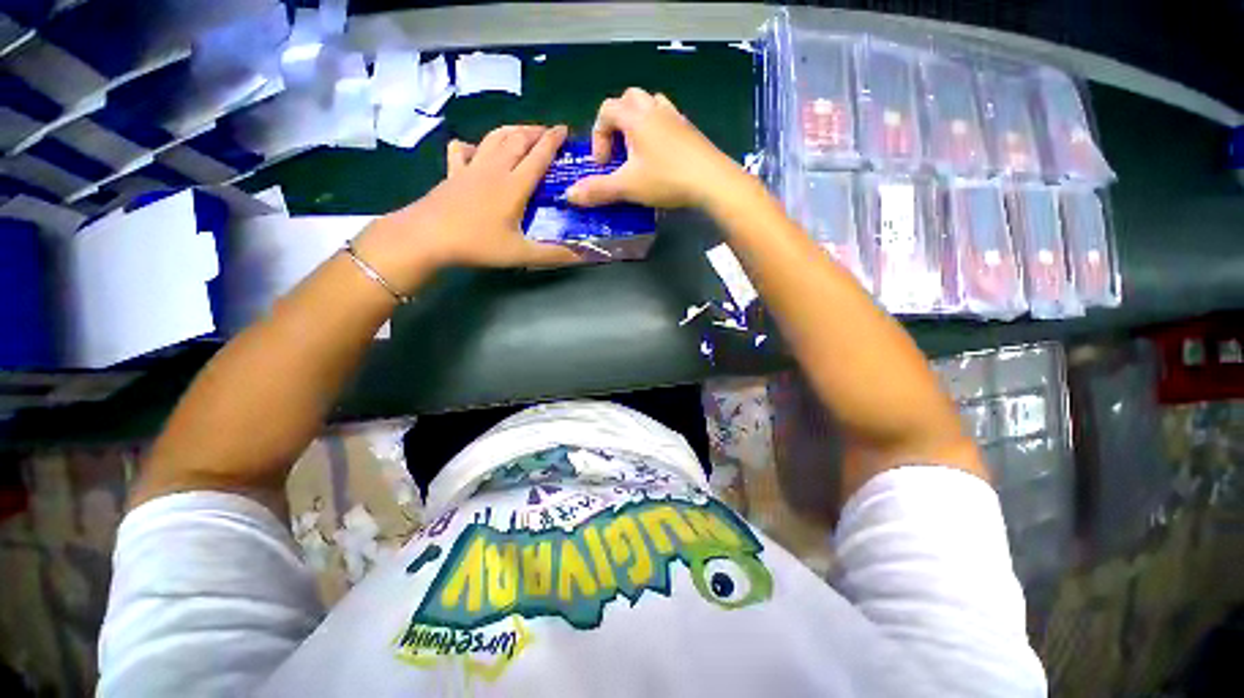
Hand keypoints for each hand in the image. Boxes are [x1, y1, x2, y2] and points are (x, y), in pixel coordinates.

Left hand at [353, 124, 579, 292]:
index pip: (538, 157)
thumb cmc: (477, 244)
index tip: (565, 129)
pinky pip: (464, 151)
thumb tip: (584, 256)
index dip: (553, 142)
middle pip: (517, 140)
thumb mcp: (520, 253)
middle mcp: (494, 169)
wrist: (427, 236)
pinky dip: (473, 145)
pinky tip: (476, 150)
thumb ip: (554, 254)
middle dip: (535, 131)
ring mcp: (471, 168)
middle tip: (548, 131)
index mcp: (514, 185)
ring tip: (522, 132)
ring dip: (511, 131)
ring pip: (494, 139)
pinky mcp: (453, 173)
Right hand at [565, 88, 740, 209]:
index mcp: (635, 117)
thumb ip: (598, 190)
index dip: (598, 135)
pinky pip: (667, 118)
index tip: (603, 163)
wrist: (711, 181)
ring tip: (638, 151)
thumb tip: (569, 195)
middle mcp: (654, 108)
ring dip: (638, 122)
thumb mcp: (627, 187)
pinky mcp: (690, 129)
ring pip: (650, 104)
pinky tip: (660, 156)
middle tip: (619, 151)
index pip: (606, 110)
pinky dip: (657, 130)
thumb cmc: (666, 179)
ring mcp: (675, 116)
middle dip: (617, 122)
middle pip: (628, 99)